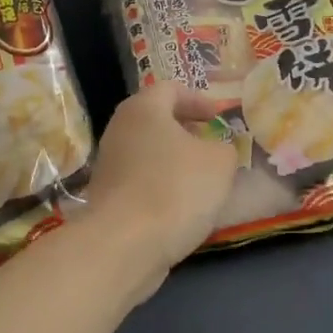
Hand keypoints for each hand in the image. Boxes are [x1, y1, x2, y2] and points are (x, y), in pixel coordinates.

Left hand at [79, 81, 237, 282]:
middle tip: (211, 144)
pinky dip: (161, 187)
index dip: (198, 99)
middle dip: (185, 131)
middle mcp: (119, 131)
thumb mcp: (220, 162)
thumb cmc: (175, 189)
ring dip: (174, 162)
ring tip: (202, 180)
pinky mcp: (107, 198)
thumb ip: (224, 147)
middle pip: (155, 121)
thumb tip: (216, 149)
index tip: (219, 116)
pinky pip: (141, 182)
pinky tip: (181, 206)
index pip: (170, 89)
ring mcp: (109, 166)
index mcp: (143, 109)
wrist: (125, 244)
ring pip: (147, 154)